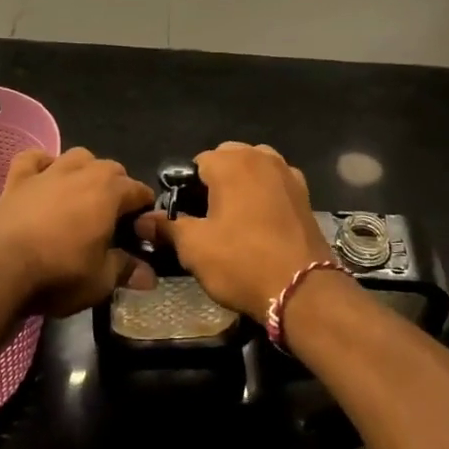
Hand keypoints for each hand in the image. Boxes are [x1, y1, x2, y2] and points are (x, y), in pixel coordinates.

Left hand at [0, 147, 153, 317]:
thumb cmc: (59, 273)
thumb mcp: (100, 280)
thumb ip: (126, 270)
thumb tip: (148, 275)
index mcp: (110, 192)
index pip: (139, 191)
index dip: (144, 211)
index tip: (141, 232)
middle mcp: (83, 172)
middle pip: (111, 168)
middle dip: (118, 188)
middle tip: (113, 219)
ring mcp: (49, 171)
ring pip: (77, 156)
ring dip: (85, 170)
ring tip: (82, 194)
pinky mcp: (18, 178)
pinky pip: (33, 158)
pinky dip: (42, 164)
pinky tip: (43, 178)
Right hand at [135, 143, 332, 320]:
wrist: (303, 290)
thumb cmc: (241, 262)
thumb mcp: (194, 248)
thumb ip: (166, 227)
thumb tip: (142, 220)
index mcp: (231, 162)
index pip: (196, 163)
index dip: (186, 189)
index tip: (185, 216)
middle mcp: (261, 157)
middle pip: (227, 159)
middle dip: (216, 181)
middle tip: (208, 219)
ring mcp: (287, 174)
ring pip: (254, 168)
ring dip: (242, 184)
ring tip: (235, 219)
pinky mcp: (305, 195)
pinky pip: (276, 184)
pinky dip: (266, 194)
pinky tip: (262, 223)